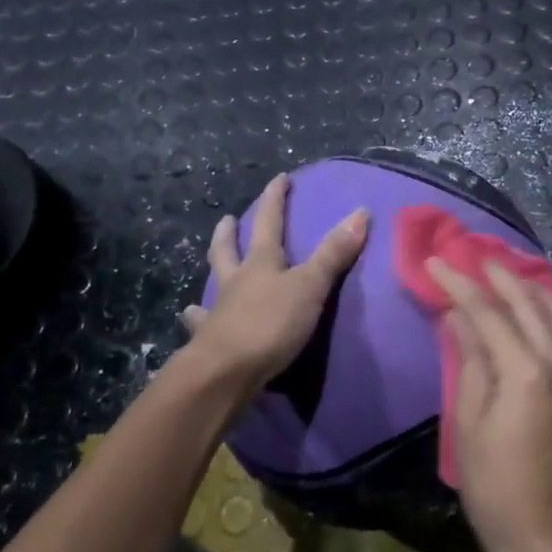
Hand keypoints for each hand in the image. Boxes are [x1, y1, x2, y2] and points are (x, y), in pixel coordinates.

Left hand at [180, 172, 368, 396]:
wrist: (225, 372)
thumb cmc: (270, 324)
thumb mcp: (311, 286)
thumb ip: (334, 253)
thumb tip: (360, 212)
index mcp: (261, 263)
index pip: (270, 222)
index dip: (275, 199)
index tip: (280, 179)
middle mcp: (236, 281)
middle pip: (229, 250)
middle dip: (230, 233)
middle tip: (227, 219)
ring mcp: (218, 311)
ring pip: (214, 284)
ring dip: (213, 273)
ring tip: (209, 269)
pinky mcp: (209, 342)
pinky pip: (201, 325)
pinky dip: (197, 319)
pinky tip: (190, 318)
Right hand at [429, 258, 551, 551]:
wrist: (547, 538)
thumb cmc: (495, 487)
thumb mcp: (468, 423)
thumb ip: (469, 361)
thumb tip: (458, 314)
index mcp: (525, 372)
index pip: (488, 311)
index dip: (458, 283)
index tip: (434, 261)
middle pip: (527, 301)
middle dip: (496, 273)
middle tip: (468, 256)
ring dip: (528, 286)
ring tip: (500, 273)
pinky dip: (547, 308)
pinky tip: (529, 307)